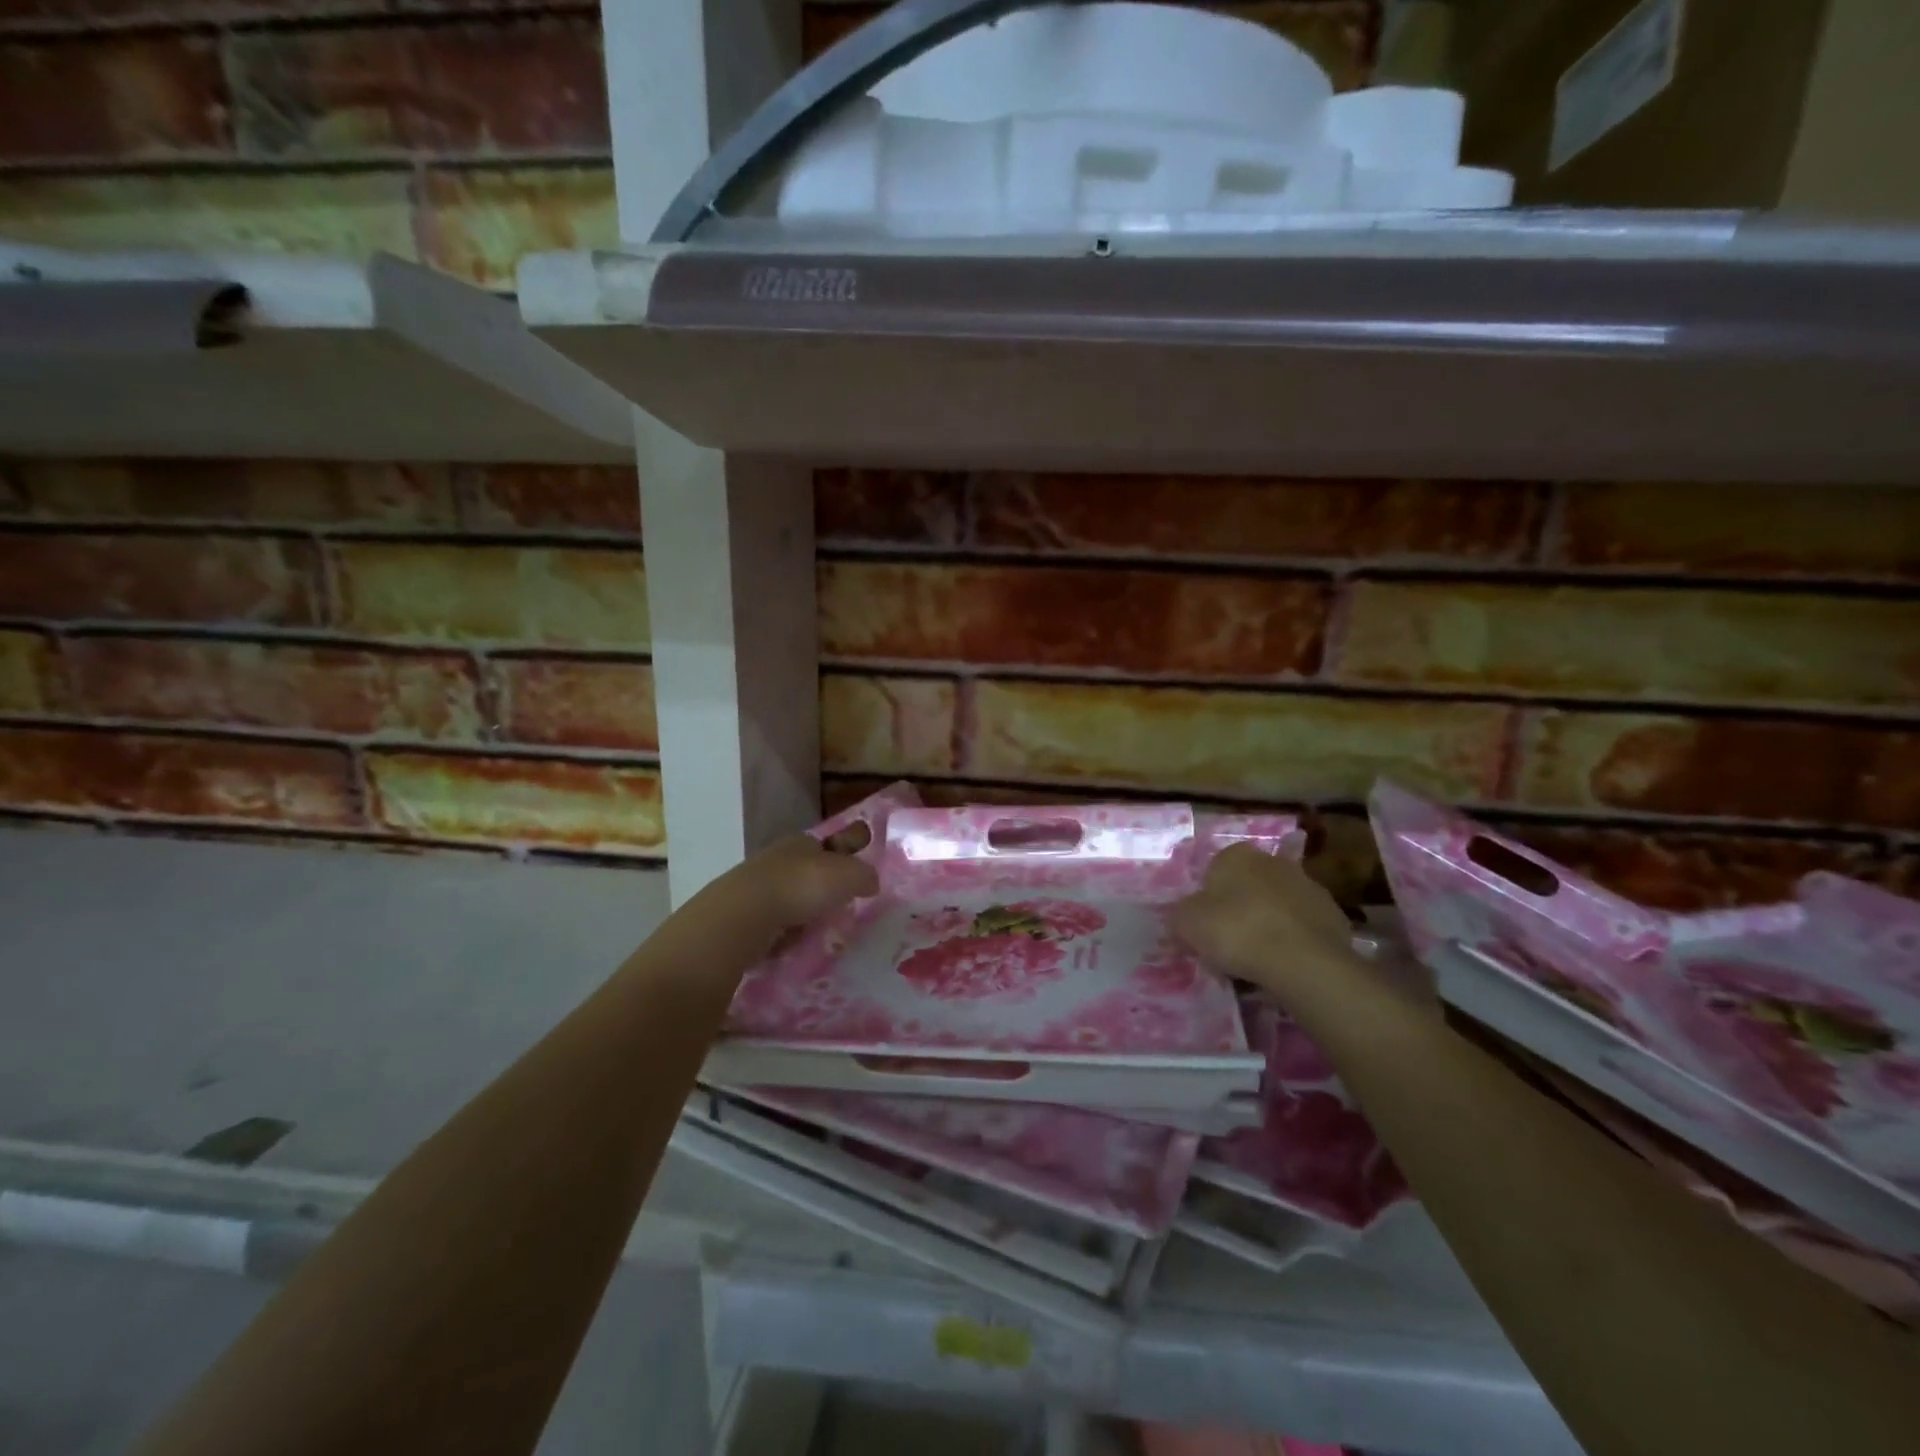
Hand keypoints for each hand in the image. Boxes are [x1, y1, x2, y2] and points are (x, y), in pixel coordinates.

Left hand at [711, 833, 878, 938]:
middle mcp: (777, 858)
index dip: (842, 857)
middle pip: (805, 872)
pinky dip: (781, 933)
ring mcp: (755, 886)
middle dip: (820, 888)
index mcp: (802, 842)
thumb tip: (871, 881)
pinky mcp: (740, 914)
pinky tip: (789, 945)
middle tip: (838, 909)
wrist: (744, 915)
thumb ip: (865, 875)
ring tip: (815, 932)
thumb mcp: (850, 875)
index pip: (827, 844)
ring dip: (799, 912)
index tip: (853, 878)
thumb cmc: (802, 886)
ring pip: (786, 898)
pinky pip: (770, 923)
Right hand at [1170, 843, 1359, 999]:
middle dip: (1241, 907)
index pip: (1215, 870)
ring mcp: (1309, 886)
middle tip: (1230, 941)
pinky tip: (1285, 964)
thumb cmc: (1236, 931)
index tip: (1206, 925)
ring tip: (1259, 959)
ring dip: (1269, 923)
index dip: (1208, 898)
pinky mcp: (1334, 916)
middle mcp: (1274, 861)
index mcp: (1236, 854)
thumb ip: (1180, 913)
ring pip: (1278, 905)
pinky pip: (1303, 927)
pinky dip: (1294, 940)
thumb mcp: (1186, 923)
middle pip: (1249, 885)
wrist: (1302, 961)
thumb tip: (1183, 914)